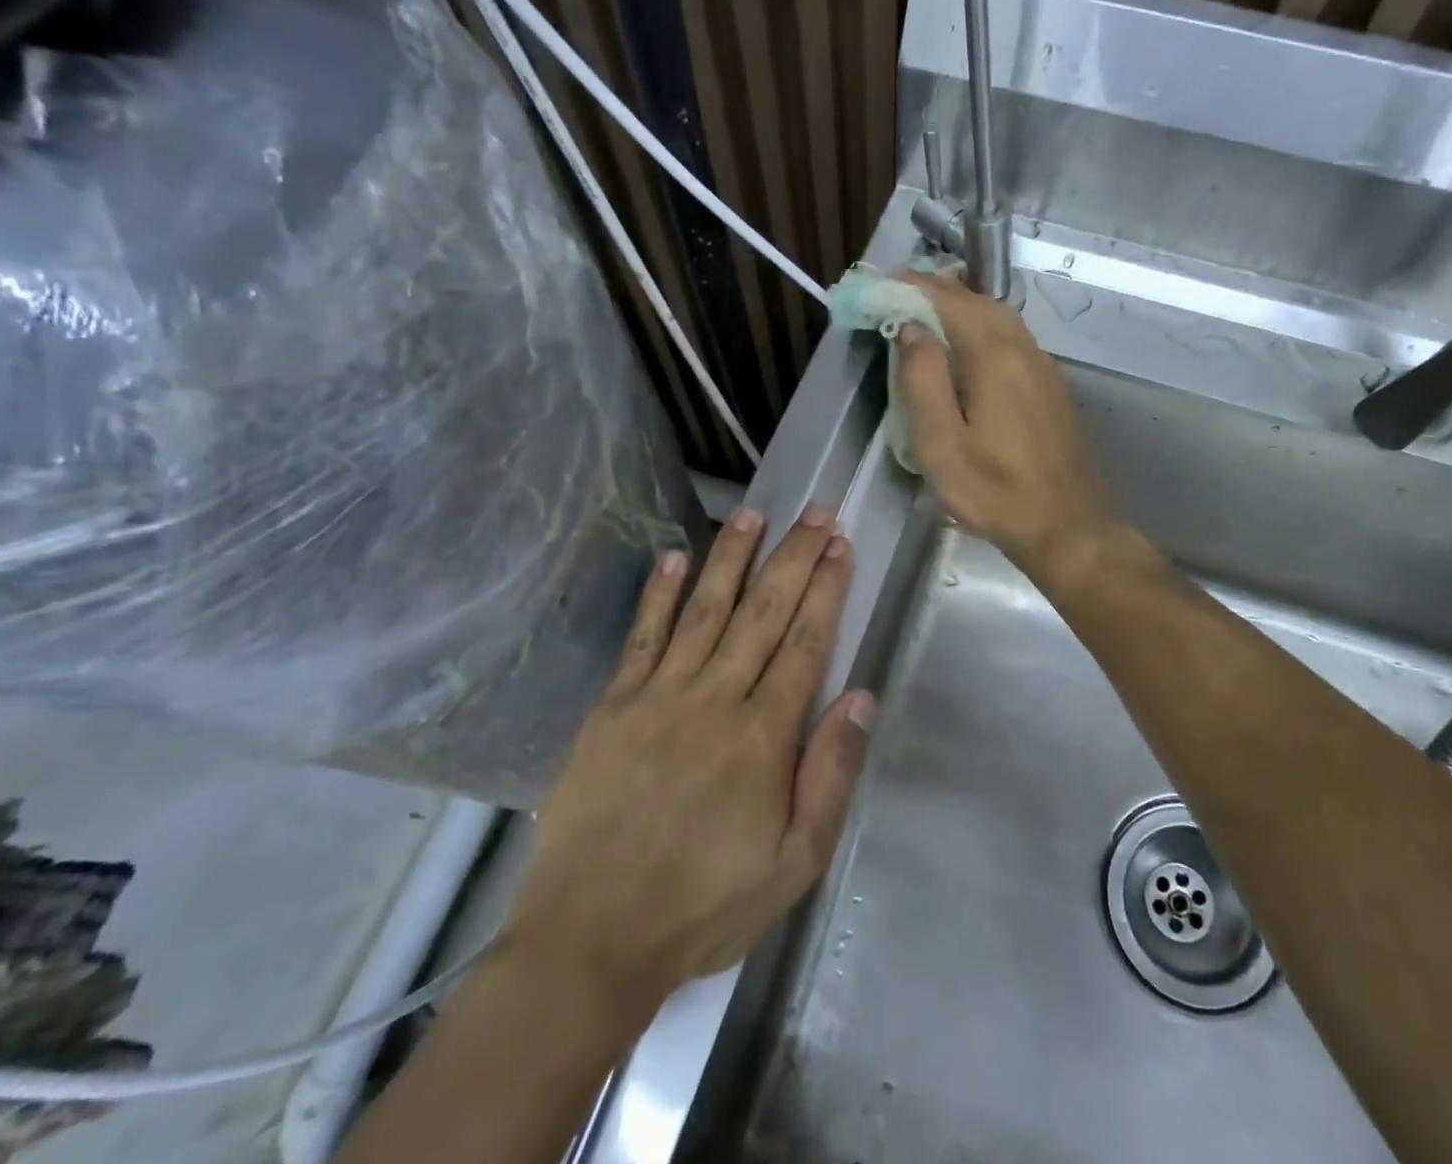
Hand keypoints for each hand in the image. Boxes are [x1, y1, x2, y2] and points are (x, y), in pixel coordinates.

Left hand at [500, 507, 875, 1019]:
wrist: (590, 940)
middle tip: (815, 511)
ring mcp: (659, 696)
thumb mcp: (793, 862)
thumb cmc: (704, 906)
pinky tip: (674, 557)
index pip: (805, 643)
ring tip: (753, 513)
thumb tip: (861, 697)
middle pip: (763, 612)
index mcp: (763, 736)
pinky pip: (642, 638)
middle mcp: (714, 699)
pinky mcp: (613, 705)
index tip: (840, 545)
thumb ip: (830, 775)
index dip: (826, 589)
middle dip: (793, 557)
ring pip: (705, 610)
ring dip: (731, 558)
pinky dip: (659, 595)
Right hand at [896, 271, 1112, 582]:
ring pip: (998, 315)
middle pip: (976, 300)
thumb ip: (922, 382)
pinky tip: (965, 344)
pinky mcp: (1049, 385)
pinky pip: (1011, 336)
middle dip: (935, 289)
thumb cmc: (994, 492)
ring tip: (924, 310)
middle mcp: (1023, 349)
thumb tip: (912, 329)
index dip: (911, 286)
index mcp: (994, 358)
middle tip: (895, 291)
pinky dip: (981, 324)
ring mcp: (1042, 365)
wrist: (1066, 527)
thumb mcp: (941, 446)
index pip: (948, 301)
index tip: (878, 282)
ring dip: (960, 304)